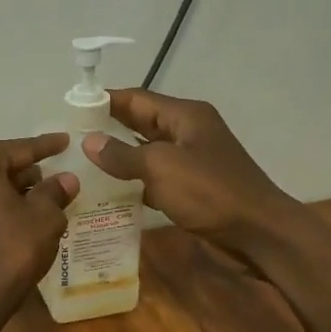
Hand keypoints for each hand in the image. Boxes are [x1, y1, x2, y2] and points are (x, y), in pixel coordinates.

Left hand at [0, 136, 78, 316]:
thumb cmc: (9, 246)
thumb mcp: (44, 217)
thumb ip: (54, 192)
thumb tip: (65, 180)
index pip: (19, 149)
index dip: (46, 147)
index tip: (64, 141)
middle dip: (24, 173)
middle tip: (52, 180)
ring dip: (8, 193)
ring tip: (39, 202)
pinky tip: (15, 220)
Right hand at [84, 90, 302, 256]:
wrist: (260, 232)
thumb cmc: (210, 192)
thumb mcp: (161, 168)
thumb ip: (122, 154)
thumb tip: (89, 142)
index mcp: (185, 116)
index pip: (136, 98)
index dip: (104, 101)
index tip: (71, 107)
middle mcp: (188, 131)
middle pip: (140, 122)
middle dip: (108, 127)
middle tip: (70, 137)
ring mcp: (191, 160)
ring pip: (146, 150)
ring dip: (118, 156)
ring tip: (81, 163)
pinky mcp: (192, 186)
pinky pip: (155, 176)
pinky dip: (133, 180)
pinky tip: (108, 191)